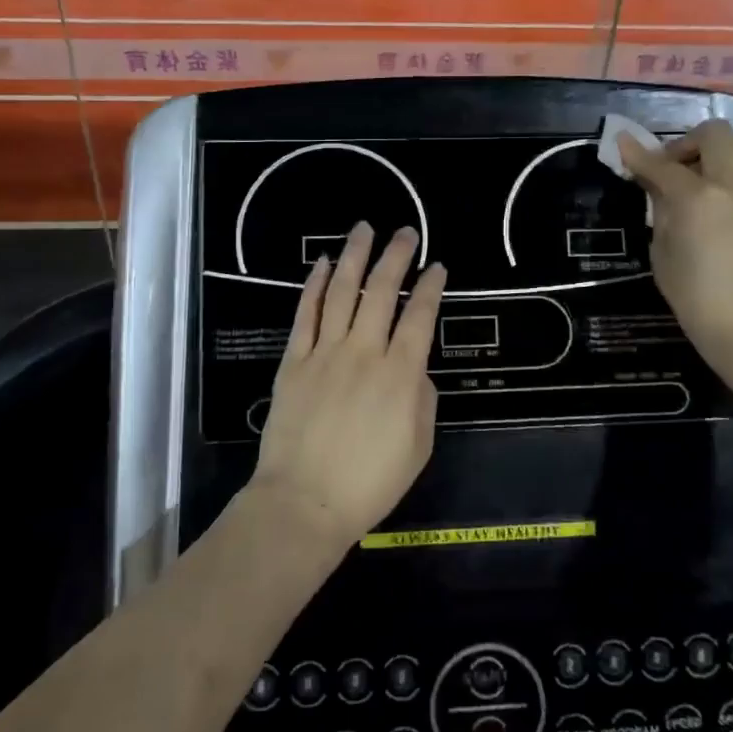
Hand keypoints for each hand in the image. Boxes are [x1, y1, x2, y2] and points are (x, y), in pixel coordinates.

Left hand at [248, 222, 446, 552]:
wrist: (305, 502)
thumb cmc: (369, 482)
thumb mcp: (418, 446)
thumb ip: (422, 398)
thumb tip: (414, 369)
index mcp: (401, 374)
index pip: (420, 317)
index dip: (431, 288)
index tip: (437, 266)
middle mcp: (364, 352)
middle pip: (382, 292)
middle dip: (397, 257)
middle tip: (405, 232)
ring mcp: (325, 353)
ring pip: (342, 293)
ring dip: (356, 257)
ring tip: (364, 229)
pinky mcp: (295, 361)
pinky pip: (306, 314)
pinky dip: (315, 286)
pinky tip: (324, 264)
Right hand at [619, 121, 732, 380]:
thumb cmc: (696, 296)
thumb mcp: (663, 252)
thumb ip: (661, 210)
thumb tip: (657, 187)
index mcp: (698, 197)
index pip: (662, 164)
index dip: (638, 154)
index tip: (621, 143)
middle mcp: (732, 185)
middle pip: (714, 134)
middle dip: (686, 143)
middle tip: (668, 169)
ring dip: (709, 155)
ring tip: (688, 186)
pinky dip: (724, 175)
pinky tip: (708, 206)